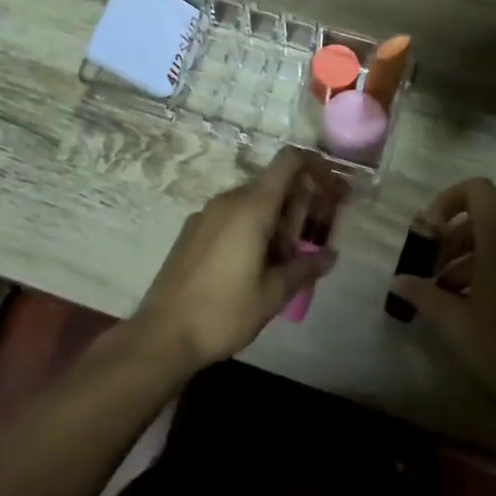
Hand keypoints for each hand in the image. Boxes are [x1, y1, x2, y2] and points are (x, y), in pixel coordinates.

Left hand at [133, 148, 340, 370]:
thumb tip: (331, 255)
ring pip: (252, 201)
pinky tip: (255, 265)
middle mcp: (228, 200)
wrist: (162, 335)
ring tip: (286, 260)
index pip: (289, 161)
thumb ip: (305, 268)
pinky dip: (252, 227)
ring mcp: (206, 214)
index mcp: (252, 207)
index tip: (333, 190)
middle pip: (273, 183)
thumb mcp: (273, 294)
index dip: (316, 166)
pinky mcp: (192, 231)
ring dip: (276, 219)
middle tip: (315, 238)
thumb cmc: (224, 312)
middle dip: (300, 203)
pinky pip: (231, 216)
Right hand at [391, 179, 495, 425]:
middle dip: (453, 235)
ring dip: (469, 256)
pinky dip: (491, 271)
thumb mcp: (451, 322)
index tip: (430, 231)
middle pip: (485, 218)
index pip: (479, 190)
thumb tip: (398, 280)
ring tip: (445, 291)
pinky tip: (472, 307)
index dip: (449, 199)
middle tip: (432, 267)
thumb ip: (422, 293)